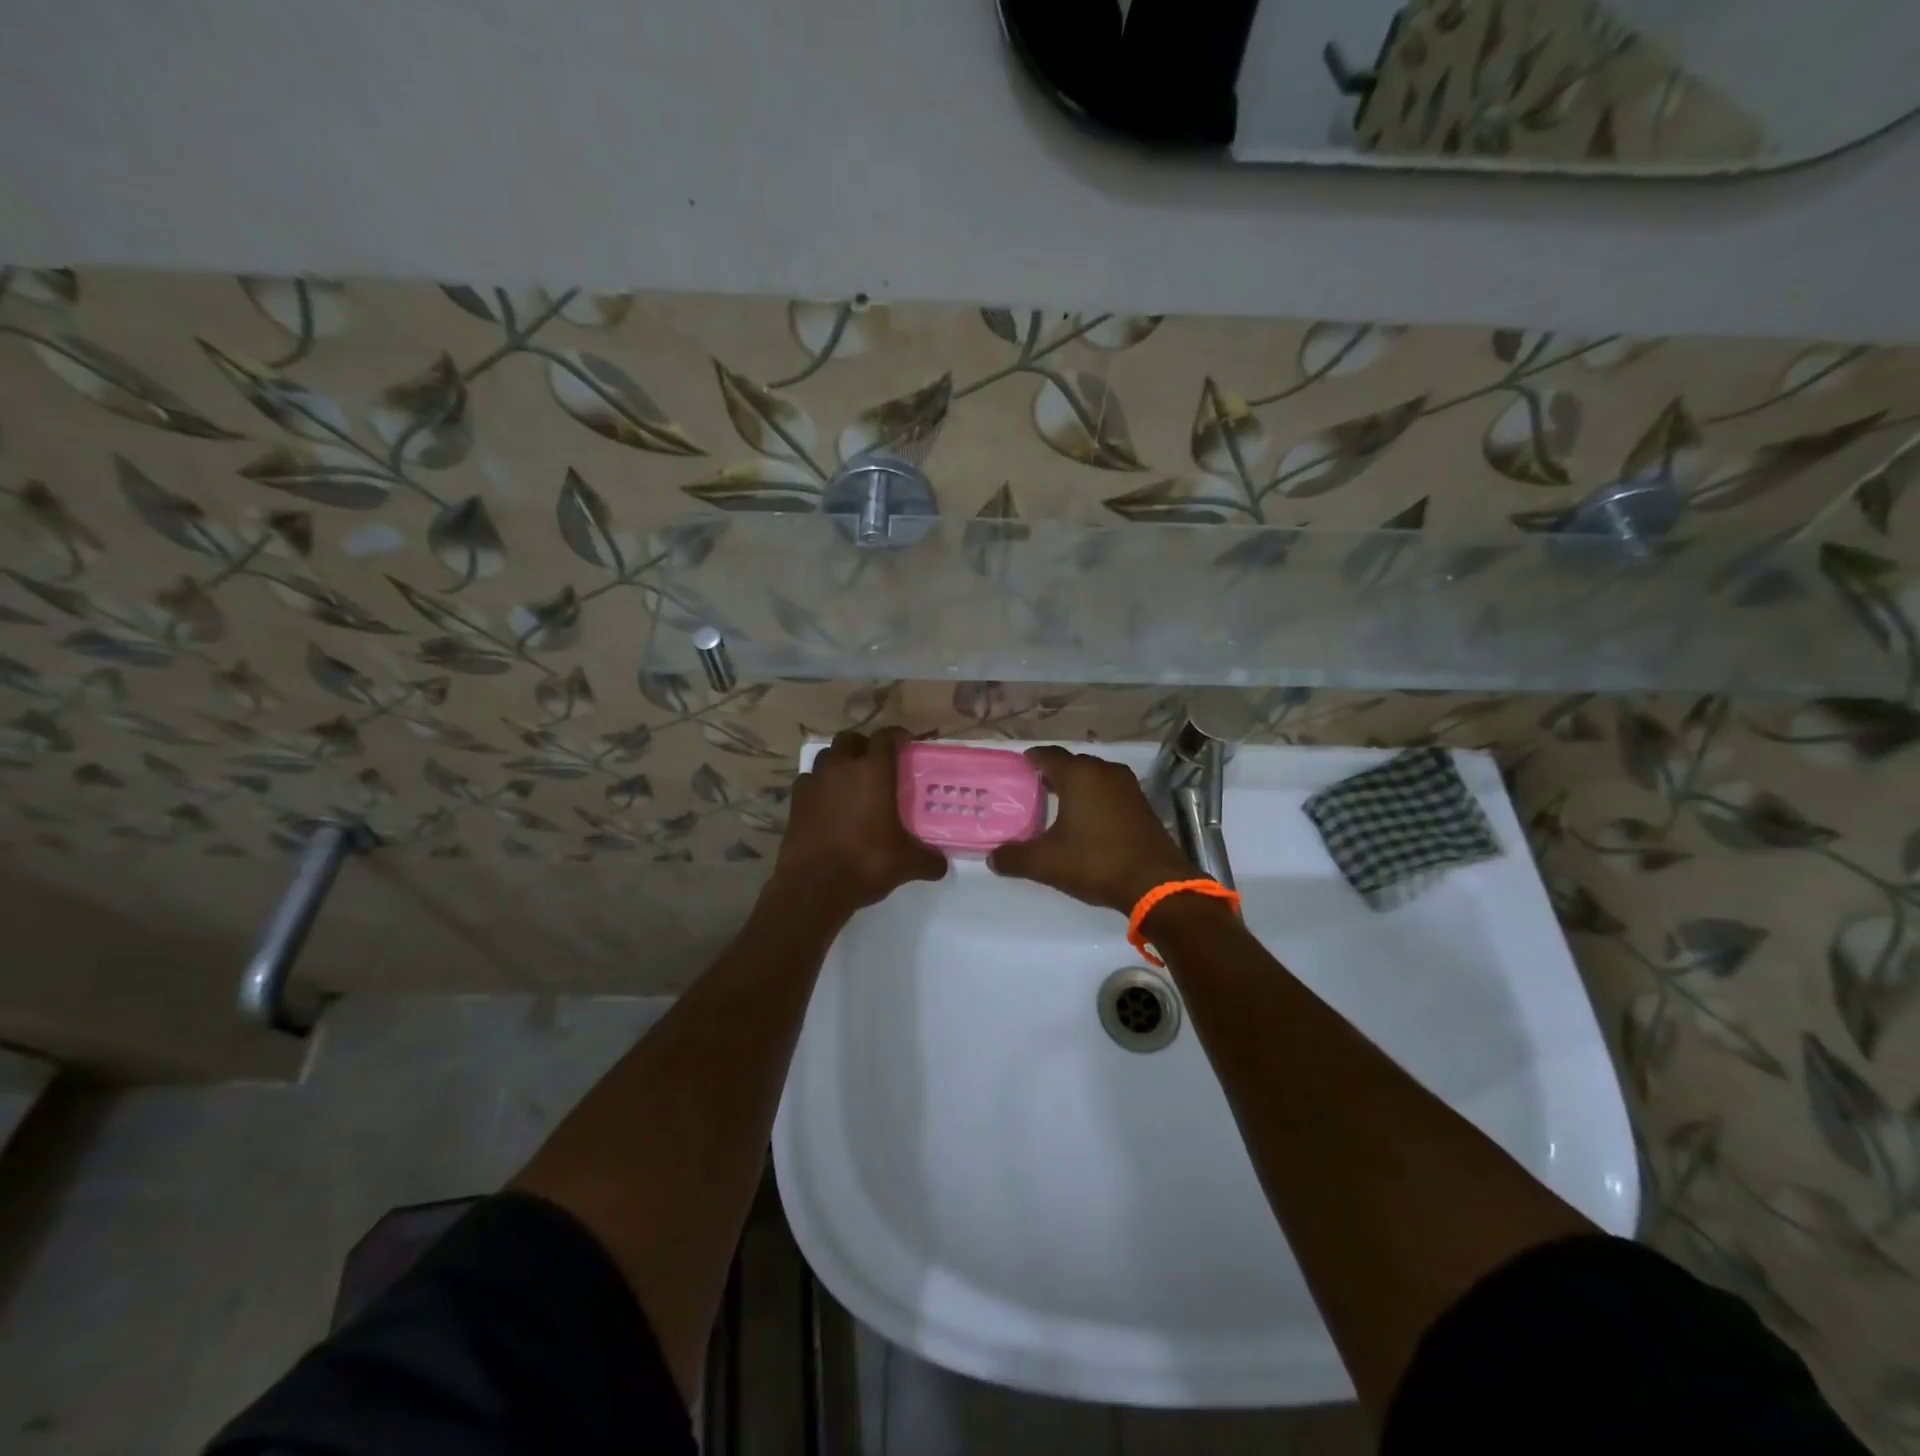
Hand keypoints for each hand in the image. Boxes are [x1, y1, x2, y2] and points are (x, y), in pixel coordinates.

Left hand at [775, 727, 947, 915]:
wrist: (813, 886)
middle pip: (851, 739)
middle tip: (878, 764)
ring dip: (840, 763)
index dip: (898, 736)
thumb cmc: (865, 862)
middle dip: (864, 746)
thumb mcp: (907, 863)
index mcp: (872, 771)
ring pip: (827, 757)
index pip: (885, 737)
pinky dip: (820, 785)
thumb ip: (929, 859)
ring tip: (852, 782)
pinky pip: (809, 781)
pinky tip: (829, 804)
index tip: (907, 744)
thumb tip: (941, 864)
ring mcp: (814, 782)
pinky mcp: (795, 800)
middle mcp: (840, 767)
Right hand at [988, 746, 1194, 913]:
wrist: (1155, 883)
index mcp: (1079, 774)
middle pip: (1071, 764)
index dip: (1030, 760)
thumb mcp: (1046, 863)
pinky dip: (1094, 800)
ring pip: (1092, 778)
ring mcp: (1127, 786)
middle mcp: (1104, 771)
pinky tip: (1085, 822)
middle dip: (1051, 775)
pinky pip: (1109, 792)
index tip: (1016, 770)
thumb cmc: (1096, 862)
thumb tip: (992, 857)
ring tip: (1054, 807)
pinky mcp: (1142, 804)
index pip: (1047, 755)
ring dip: (1075, 788)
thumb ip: (1013, 857)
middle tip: (1030, 792)